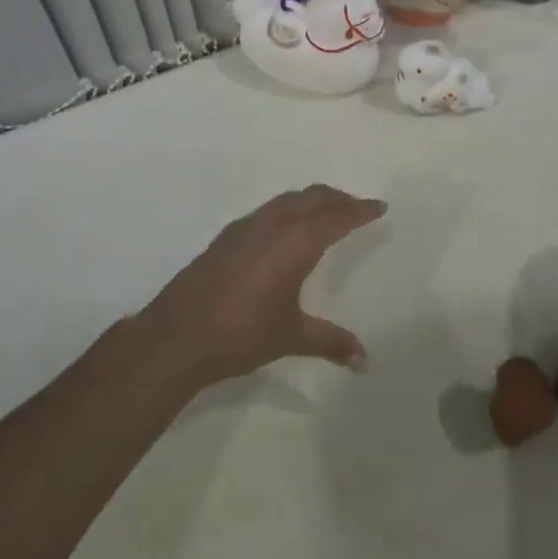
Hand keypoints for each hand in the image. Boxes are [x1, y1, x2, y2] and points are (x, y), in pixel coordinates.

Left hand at [141, 185, 386, 387]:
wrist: (179, 335)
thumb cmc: (242, 333)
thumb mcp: (291, 336)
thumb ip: (330, 341)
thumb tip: (364, 360)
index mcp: (296, 241)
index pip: (336, 217)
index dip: (359, 210)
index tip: (379, 206)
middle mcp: (273, 224)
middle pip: (312, 198)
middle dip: (337, 199)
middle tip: (356, 207)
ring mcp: (246, 226)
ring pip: (287, 200)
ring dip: (311, 201)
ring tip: (325, 214)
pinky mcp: (227, 236)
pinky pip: (268, 211)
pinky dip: (287, 210)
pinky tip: (284, 231)